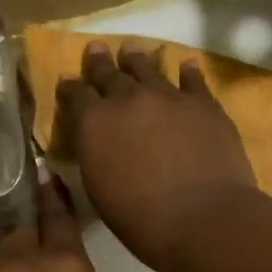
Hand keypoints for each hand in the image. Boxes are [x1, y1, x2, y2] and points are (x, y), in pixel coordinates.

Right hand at [55, 41, 258, 271]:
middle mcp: (127, 99)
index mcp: (93, 123)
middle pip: (109, 74)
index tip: (67, 82)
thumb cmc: (143, 221)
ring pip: (148, 68)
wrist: (204, 220)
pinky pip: (192, 80)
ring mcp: (168, 97)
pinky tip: (186, 66)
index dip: (70, 88)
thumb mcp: (100, 192)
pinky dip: (186, 72)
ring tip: (133, 52)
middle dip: (100, 64)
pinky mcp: (204, 104)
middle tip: (96, 50)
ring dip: (137, 60)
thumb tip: (96, 143)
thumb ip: (95, 157)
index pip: (75, 95)